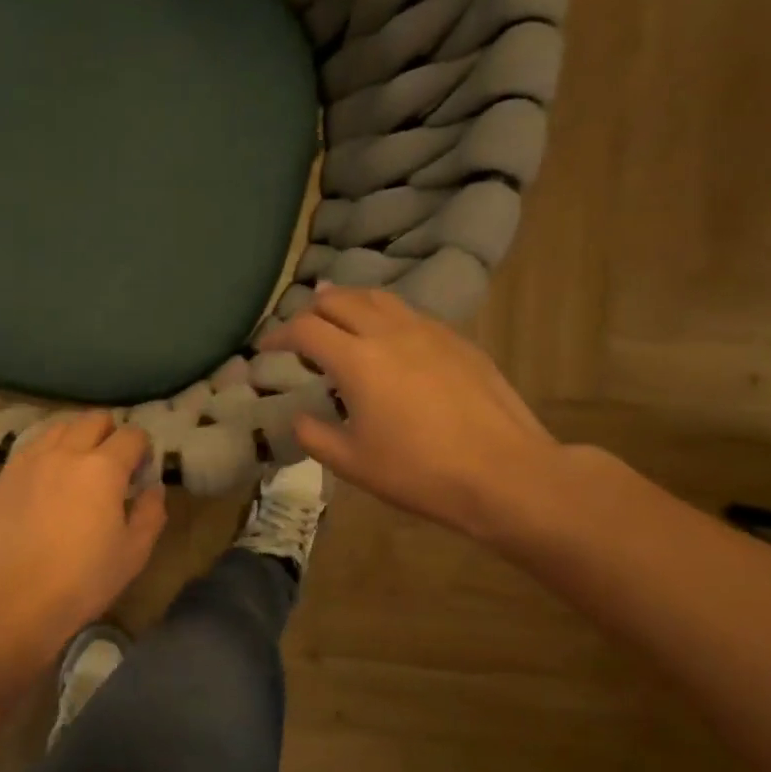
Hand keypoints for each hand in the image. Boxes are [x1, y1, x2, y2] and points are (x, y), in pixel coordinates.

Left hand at [0, 410, 166, 659]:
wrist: (15, 600)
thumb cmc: (83, 580)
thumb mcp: (133, 553)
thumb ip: (150, 513)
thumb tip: (153, 488)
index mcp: (103, 468)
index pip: (131, 435)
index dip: (142, 448)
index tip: (141, 470)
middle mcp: (65, 452)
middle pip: (93, 420)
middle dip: (109, 432)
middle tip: (112, 463)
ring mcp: (30, 461)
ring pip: (58, 427)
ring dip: (76, 436)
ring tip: (77, 465)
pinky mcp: (4, 477)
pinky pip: (30, 448)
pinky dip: (46, 452)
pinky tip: (46, 478)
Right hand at [259, 286, 565, 544]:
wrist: (504, 473)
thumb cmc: (419, 472)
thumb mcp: (352, 463)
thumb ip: (314, 435)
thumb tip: (299, 417)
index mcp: (357, 360)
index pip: (305, 329)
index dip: (278, 334)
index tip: (265, 347)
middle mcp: (389, 333)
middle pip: (340, 299)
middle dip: (311, 310)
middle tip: (301, 332)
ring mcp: (428, 332)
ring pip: (378, 298)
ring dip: (349, 303)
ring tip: (339, 319)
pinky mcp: (458, 341)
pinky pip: (410, 314)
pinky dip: (384, 316)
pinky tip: (388, 340)